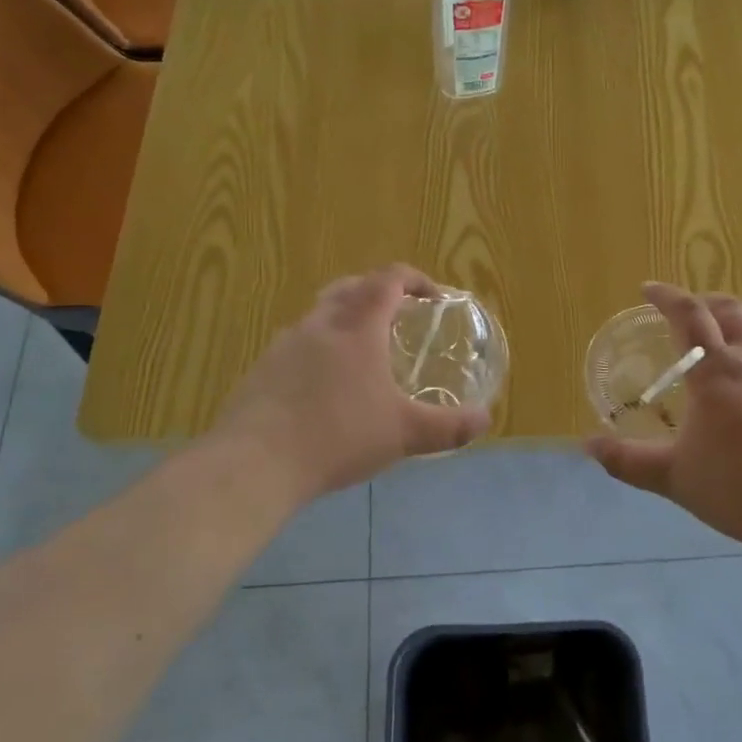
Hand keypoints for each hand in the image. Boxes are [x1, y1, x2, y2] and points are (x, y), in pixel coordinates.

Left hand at [217, 265, 489, 498]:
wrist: (256, 462)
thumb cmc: (338, 436)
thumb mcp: (403, 434)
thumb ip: (448, 427)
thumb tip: (485, 420)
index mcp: (357, 327)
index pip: (388, 280)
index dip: (414, 279)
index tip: (433, 296)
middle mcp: (320, 324)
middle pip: (350, 287)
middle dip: (377, 292)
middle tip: (398, 315)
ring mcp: (285, 344)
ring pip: (320, 315)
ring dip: (345, 320)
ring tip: (362, 354)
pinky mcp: (262, 369)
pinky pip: (297, 345)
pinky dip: (319, 350)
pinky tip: (324, 388)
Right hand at [584, 283, 741, 553]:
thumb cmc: (740, 488)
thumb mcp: (674, 477)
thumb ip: (627, 460)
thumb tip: (587, 445)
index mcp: (717, 372)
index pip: (689, 315)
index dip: (666, 296)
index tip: (647, 288)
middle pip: (730, 311)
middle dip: (703, 302)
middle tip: (683, 312)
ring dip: (730, 338)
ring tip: (712, 366)